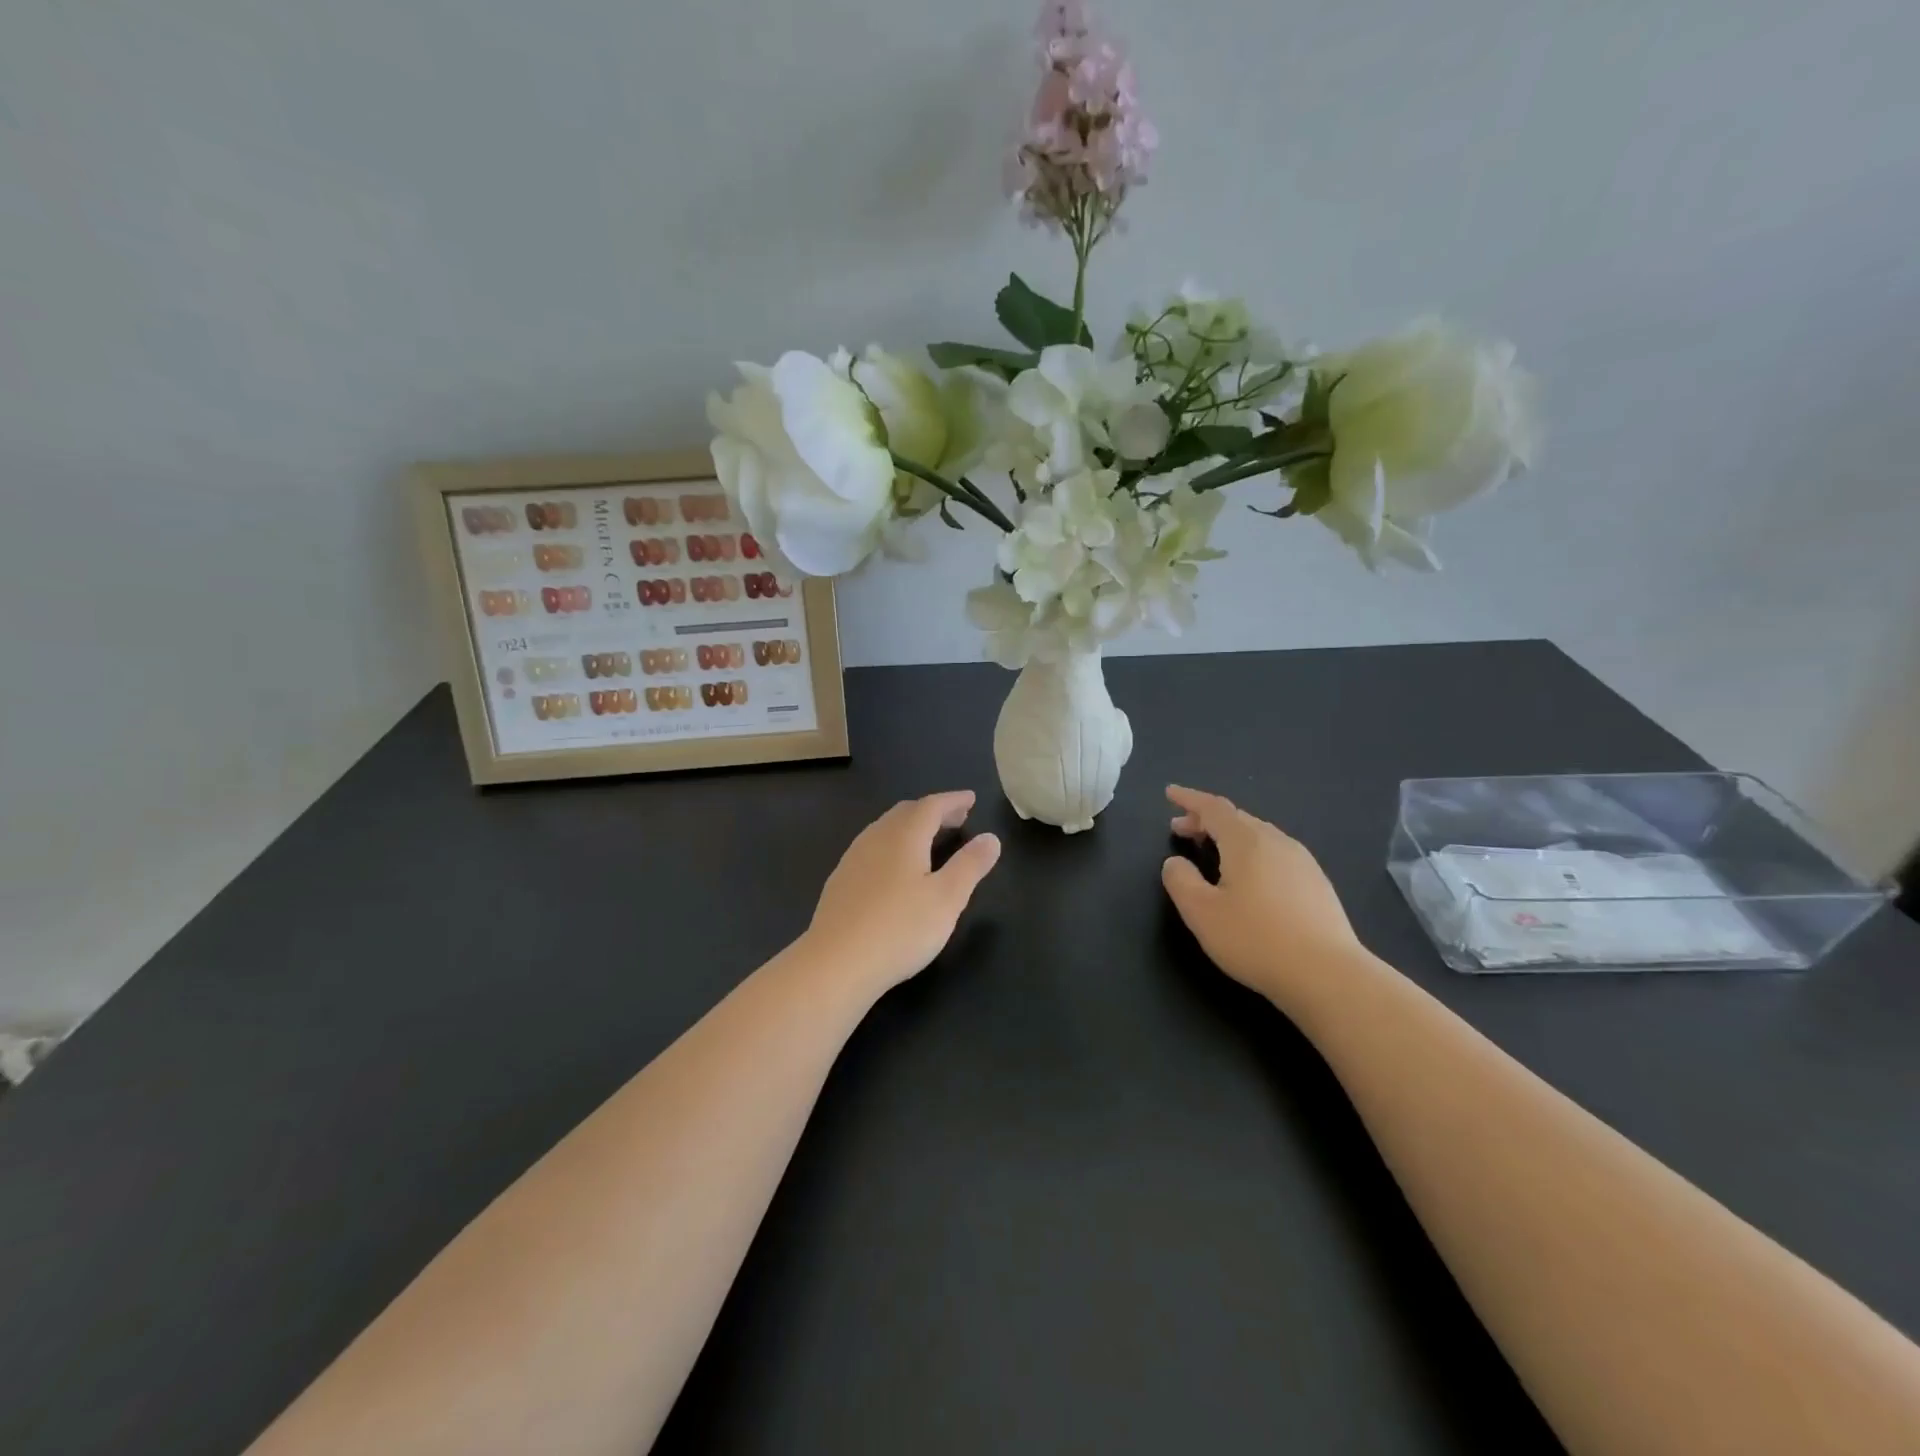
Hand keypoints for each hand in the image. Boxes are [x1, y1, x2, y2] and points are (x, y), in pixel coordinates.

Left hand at [803, 791, 1001, 993]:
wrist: (835, 964)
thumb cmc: (899, 929)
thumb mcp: (947, 899)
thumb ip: (970, 865)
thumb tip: (990, 838)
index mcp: (904, 836)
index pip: (931, 805)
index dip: (954, 800)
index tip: (971, 799)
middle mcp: (875, 838)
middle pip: (906, 813)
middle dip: (933, 812)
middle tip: (956, 819)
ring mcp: (853, 860)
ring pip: (885, 830)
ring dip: (911, 827)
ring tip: (930, 841)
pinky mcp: (840, 882)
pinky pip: (872, 849)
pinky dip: (893, 846)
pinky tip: (896, 869)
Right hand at [1160, 784, 1366, 1004]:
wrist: (1328, 975)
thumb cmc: (1256, 940)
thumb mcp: (1201, 913)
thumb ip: (1180, 880)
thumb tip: (1175, 862)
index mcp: (1246, 841)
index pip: (1212, 807)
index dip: (1188, 799)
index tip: (1169, 793)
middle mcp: (1277, 842)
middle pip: (1236, 818)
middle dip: (1205, 819)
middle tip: (1181, 830)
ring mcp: (1302, 862)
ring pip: (1259, 836)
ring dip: (1229, 836)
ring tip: (1211, 851)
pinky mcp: (1317, 884)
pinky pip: (1276, 853)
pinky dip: (1252, 853)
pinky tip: (1249, 877)